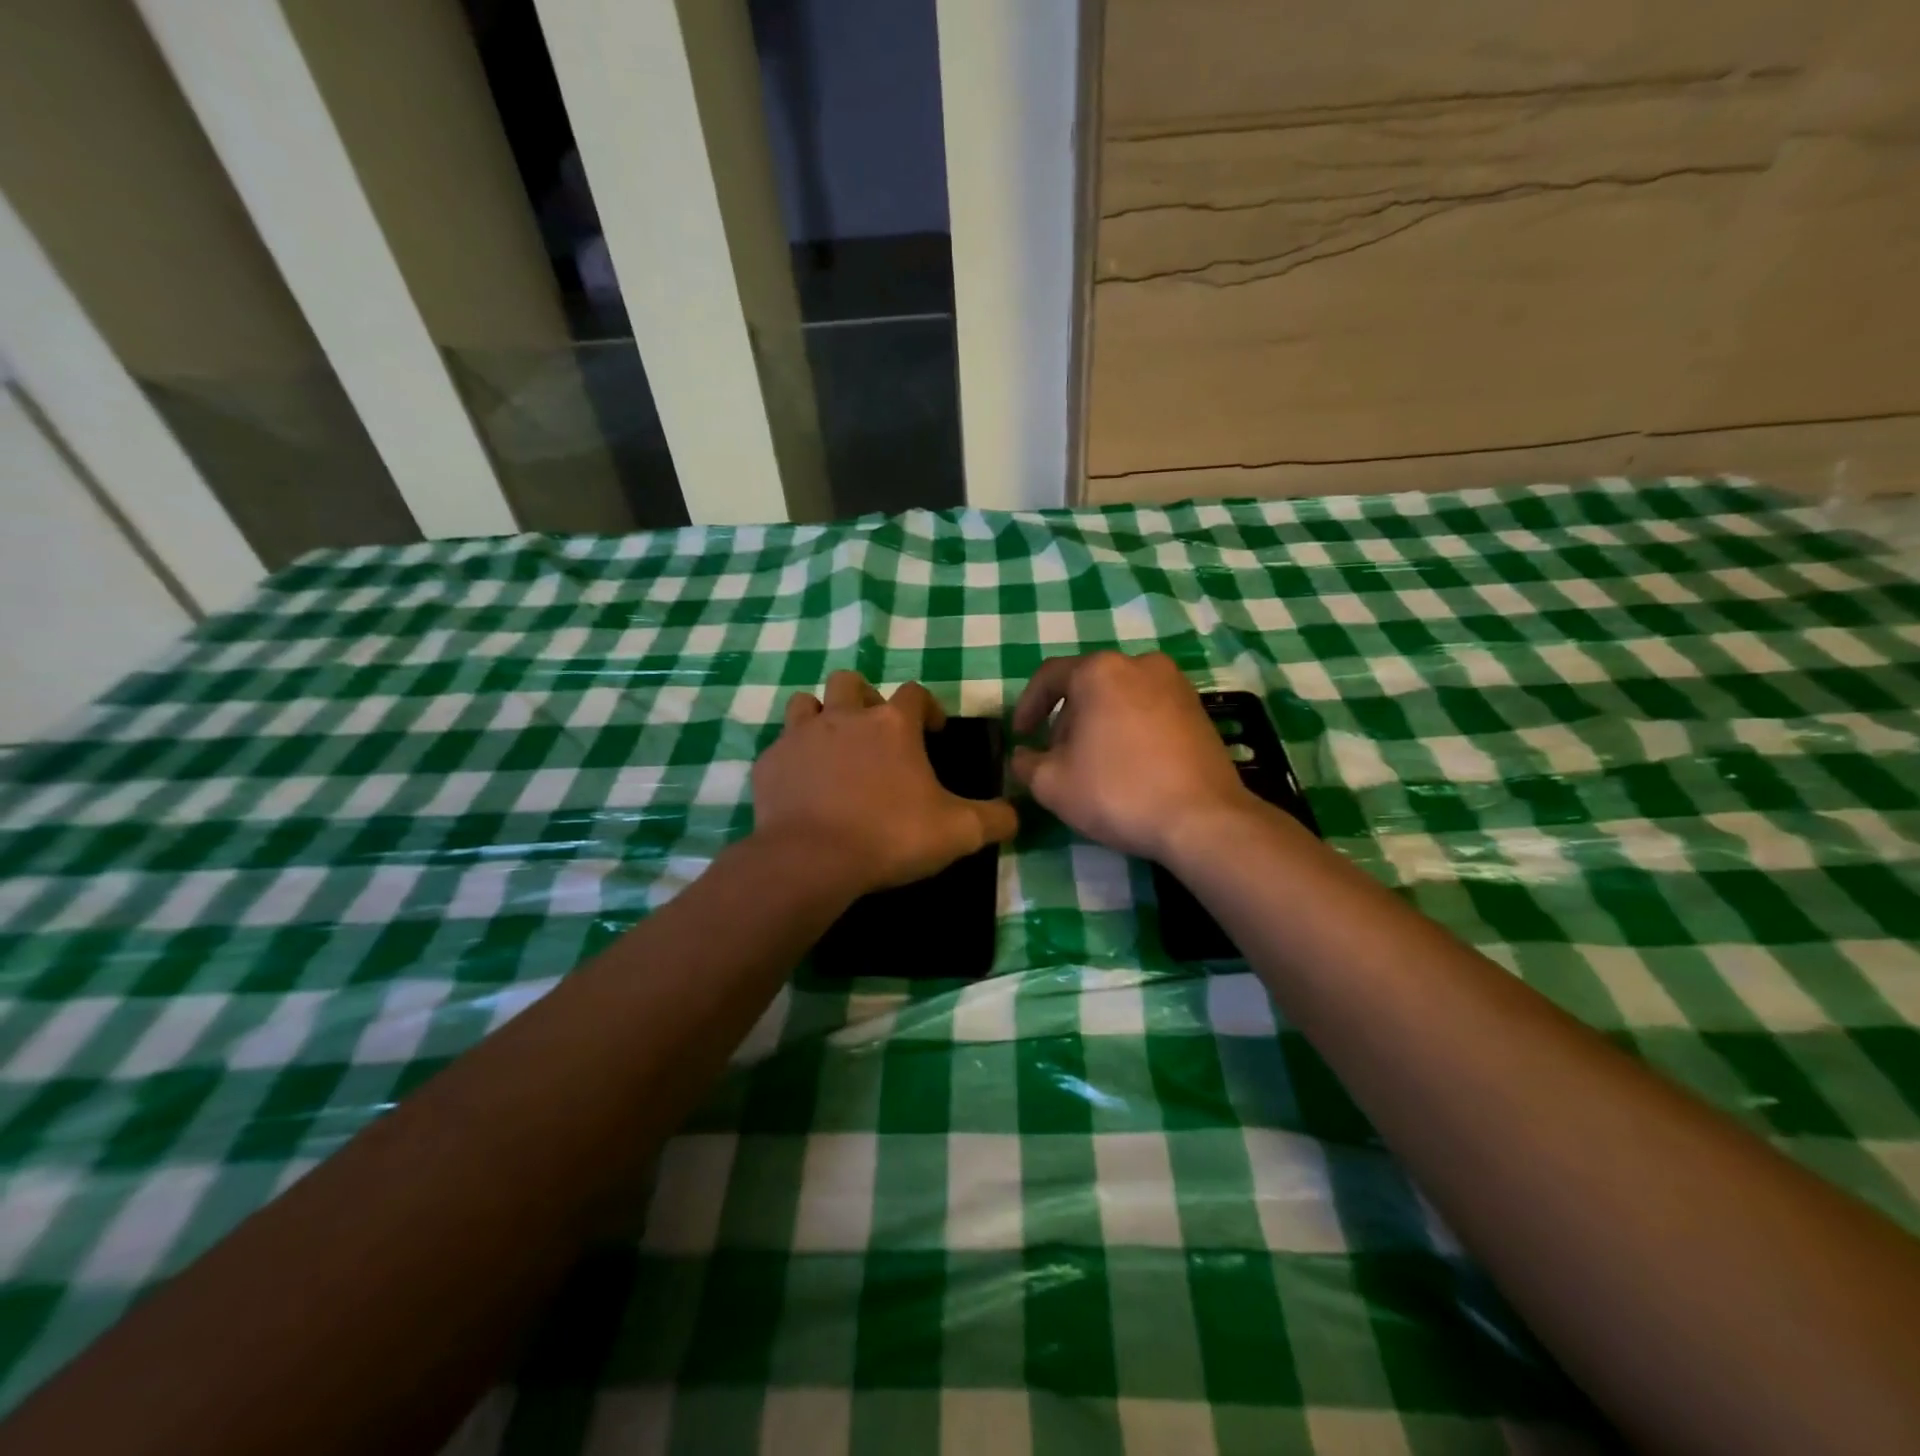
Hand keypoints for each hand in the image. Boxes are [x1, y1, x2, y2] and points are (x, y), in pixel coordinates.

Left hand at [755, 671, 1018, 894]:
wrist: (812, 861)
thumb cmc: (890, 836)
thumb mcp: (957, 832)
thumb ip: (993, 819)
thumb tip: (1016, 814)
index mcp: (891, 724)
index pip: (914, 693)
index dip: (926, 707)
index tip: (932, 731)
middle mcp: (844, 717)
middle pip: (850, 683)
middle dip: (863, 699)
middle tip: (873, 733)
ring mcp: (800, 736)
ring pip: (805, 704)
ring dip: (820, 718)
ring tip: (832, 749)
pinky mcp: (769, 763)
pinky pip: (780, 747)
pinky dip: (792, 758)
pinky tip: (801, 785)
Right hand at [1010, 651, 1254, 861]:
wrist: (1203, 819)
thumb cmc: (1118, 792)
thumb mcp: (1052, 784)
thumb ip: (1026, 763)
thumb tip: (1023, 756)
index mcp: (1100, 671)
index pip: (1049, 676)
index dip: (1027, 706)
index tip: (1020, 736)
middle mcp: (1139, 664)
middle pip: (1087, 686)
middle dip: (1066, 720)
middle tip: (1057, 759)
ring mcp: (1175, 684)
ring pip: (1119, 697)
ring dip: (1098, 725)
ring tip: (1093, 766)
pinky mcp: (1198, 709)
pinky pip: (1148, 710)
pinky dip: (1129, 729)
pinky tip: (1129, 766)